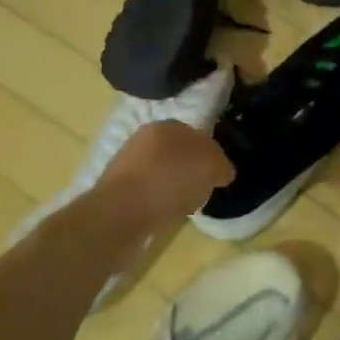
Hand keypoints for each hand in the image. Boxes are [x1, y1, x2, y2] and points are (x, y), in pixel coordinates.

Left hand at [97, 120, 234, 222]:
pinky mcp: (118, 190)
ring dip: (175, 187)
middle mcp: (144, 138)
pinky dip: (159, 202)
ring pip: (162, 173)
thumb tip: (221, 172)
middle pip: (179, 154)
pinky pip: (149, 193)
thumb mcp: (211, 167)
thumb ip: (221, 165)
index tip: (218, 176)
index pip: (197, 135)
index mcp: (167, 125)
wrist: (121, 213)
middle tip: (204, 190)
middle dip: (192, 170)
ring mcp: (128, 164)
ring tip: (185, 206)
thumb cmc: (170, 181)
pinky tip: (165, 214)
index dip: (211, 155)